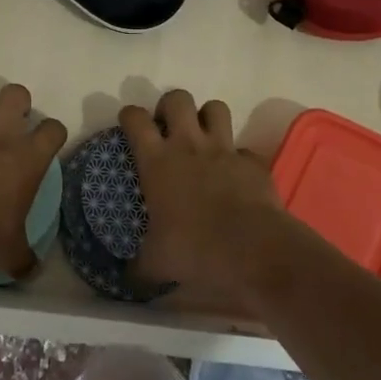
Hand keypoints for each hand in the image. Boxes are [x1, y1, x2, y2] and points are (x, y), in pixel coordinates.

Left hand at [0, 83, 67, 278]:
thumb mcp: (12, 252)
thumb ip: (25, 256)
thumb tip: (33, 270)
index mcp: (28, 158)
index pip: (53, 129)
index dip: (52, 133)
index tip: (46, 143)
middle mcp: (0, 135)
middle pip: (16, 94)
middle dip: (15, 102)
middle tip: (8, 123)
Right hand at [119, 90, 288, 296]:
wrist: (253, 250)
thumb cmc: (195, 249)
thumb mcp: (157, 263)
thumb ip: (139, 267)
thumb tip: (125, 280)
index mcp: (157, 161)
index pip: (135, 119)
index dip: (129, 116)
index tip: (129, 125)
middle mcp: (189, 145)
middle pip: (177, 99)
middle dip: (170, 106)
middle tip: (168, 127)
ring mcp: (225, 150)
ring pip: (215, 108)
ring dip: (206, 117)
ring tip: (202, 136)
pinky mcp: (254, 162)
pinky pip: (244, 148)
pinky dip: (238, 156)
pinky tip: (235, 174)